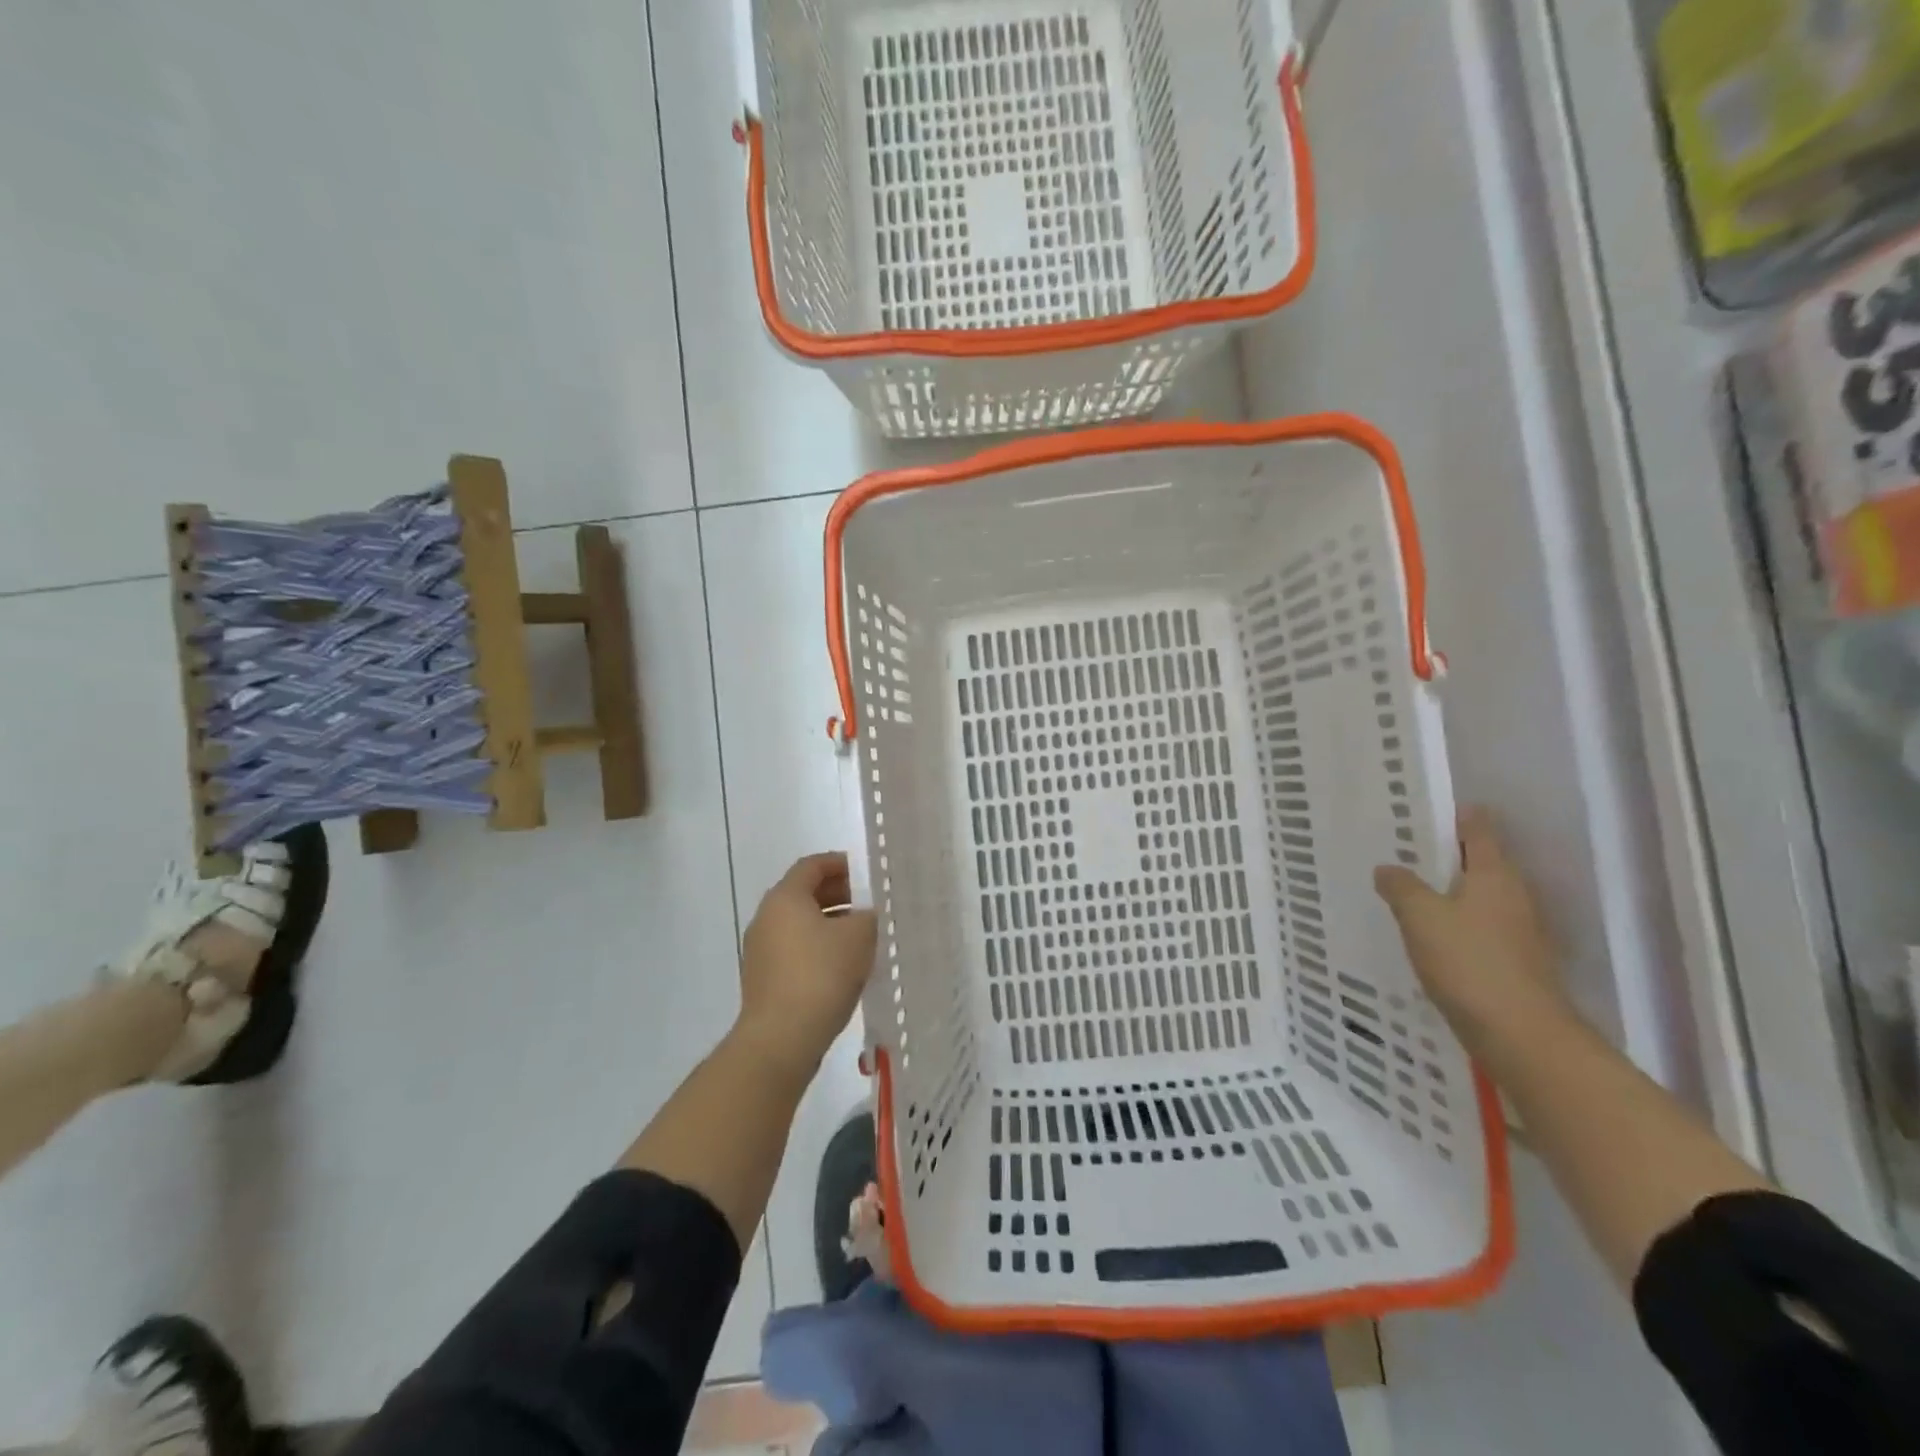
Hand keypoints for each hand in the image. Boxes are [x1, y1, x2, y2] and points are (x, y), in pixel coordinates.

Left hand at [734, 853, 877, 1082]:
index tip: (866, 873)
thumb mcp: (859, 936)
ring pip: (800, 924)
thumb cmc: (821, 975)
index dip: (840, 863)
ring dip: (830, 924)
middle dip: (838, 895)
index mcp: (785, 898)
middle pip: (804, 894)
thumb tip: (865, 915)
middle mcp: (766, 918)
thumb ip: (868, 915)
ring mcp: (761, 951)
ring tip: (862, 937)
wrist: (780, 1039)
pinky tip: (843, 967)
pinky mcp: (764, 979)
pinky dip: (818, 948)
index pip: (812, 866)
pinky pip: (795, 950)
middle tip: (869, 904)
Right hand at [1374, 808, 1575, 1055]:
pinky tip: (1428, 937)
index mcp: (1495, 873)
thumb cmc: (1469, 962)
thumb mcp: (1420, 916)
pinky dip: (1455, 924)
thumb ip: (1401, 886)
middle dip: (1444, 855)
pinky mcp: (1514, 961)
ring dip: (1448, 892)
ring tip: (1408, 893)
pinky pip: (1479, 928)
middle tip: (1401, 852)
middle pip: (1479, 861)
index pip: (1477, 828)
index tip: (1419, 812)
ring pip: (1479, 896)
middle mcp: (1514, 894)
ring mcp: (1519, 930)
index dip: (1452, 815)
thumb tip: (1388, 869)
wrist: (1521, 1035)